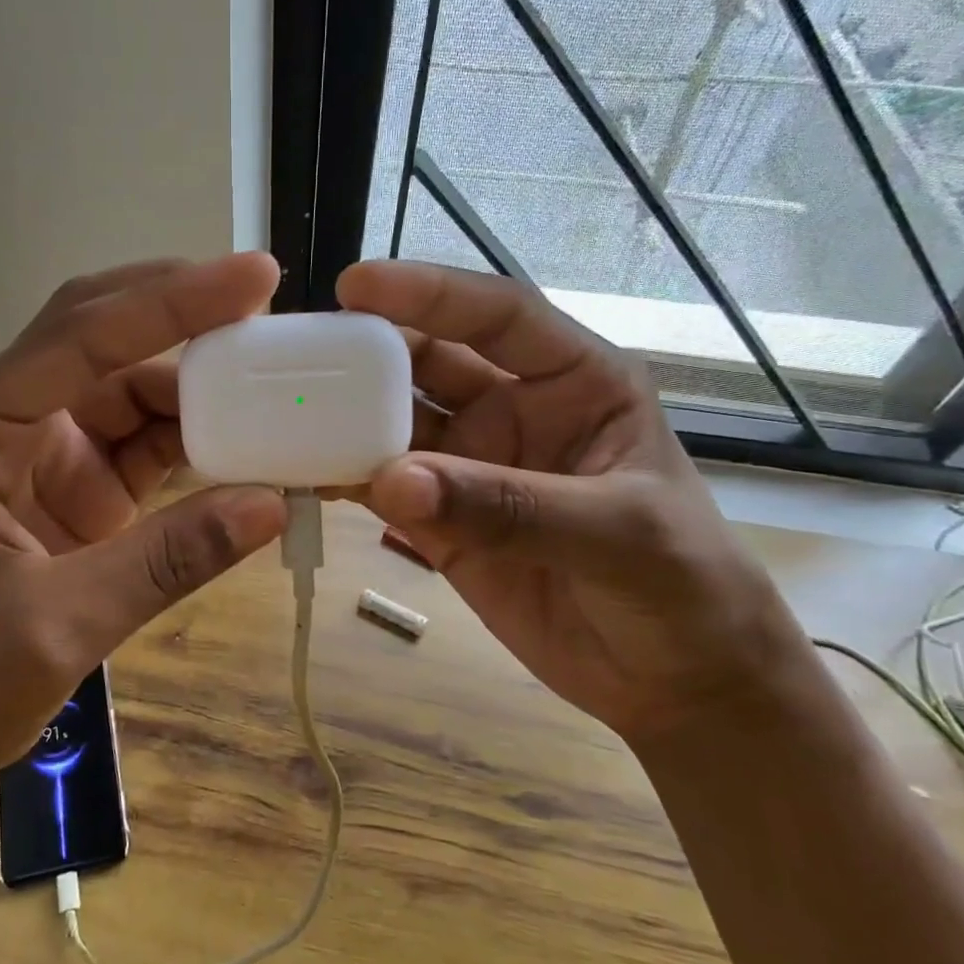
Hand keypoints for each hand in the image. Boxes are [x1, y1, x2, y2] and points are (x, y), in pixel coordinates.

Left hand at [0, 254, 288, 834]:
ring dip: (198, 383)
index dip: (167, 303)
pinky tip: (247, 441)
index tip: (254, 278)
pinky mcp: (77, 487)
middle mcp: (4, 422)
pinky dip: (197, 439)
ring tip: (273, 378)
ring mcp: (43, 453)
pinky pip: (144, 442)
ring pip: (130, 387)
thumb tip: (272, 503)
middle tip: (265, 300)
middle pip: (99, 339)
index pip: (77, 338)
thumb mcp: (59, 625)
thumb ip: (166, 559)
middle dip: (180, 315)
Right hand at [337, 261, 808, 745]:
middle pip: (428, 362)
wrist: (671, 680)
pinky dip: (340, 478)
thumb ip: (506, 505)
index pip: (499, 316)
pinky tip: (299, 474)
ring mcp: (469, 466)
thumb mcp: (616, 534)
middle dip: (368, 353)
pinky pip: (380, 487)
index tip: (356, 284)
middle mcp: (512, 410)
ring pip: (393, 423)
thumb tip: (391, 481)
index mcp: (573, 383)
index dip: (430, 293)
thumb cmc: (682, 587)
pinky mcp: (439, 521)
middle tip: (298, 355)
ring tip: (281, 415)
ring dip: (344, 418)